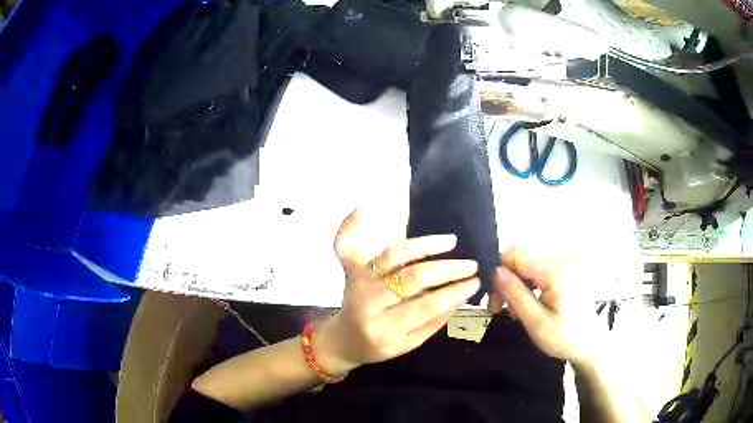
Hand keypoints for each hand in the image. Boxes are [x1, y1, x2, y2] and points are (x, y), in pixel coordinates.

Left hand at [314, 208, 480, 374]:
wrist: (343, 340)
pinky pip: (344, 244)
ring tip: (450, 241)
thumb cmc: (379, 346)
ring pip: (392, 255)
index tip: (475, 281)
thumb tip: (461, 295)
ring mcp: (358, 281)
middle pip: (412, 277)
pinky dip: (349, 225)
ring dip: (424, 244)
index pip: (426, 306)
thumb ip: (434, 322)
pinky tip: (365, 208)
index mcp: (385, 329)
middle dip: (447, 269)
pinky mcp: (350, 269)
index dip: (454, 292)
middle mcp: (369, 301)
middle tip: (470, 264)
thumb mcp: (409, 344)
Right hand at [489, 247, 597, 364]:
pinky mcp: (564, 269)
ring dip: (514, 280)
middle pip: (520, 254)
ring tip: (513, 307)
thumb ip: (516, 295)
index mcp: (555, 271)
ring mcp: (564, 262)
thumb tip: (495, 271)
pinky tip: (527, 300)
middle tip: (498, 306)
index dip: (498, 273)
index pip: (515, 254)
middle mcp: (560, 259)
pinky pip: (537, 267)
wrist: (591, 343)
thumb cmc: (565, 338)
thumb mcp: (536, 324)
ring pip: (526, 260)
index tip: (493, 300)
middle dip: (504, 277)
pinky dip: (526, 281)